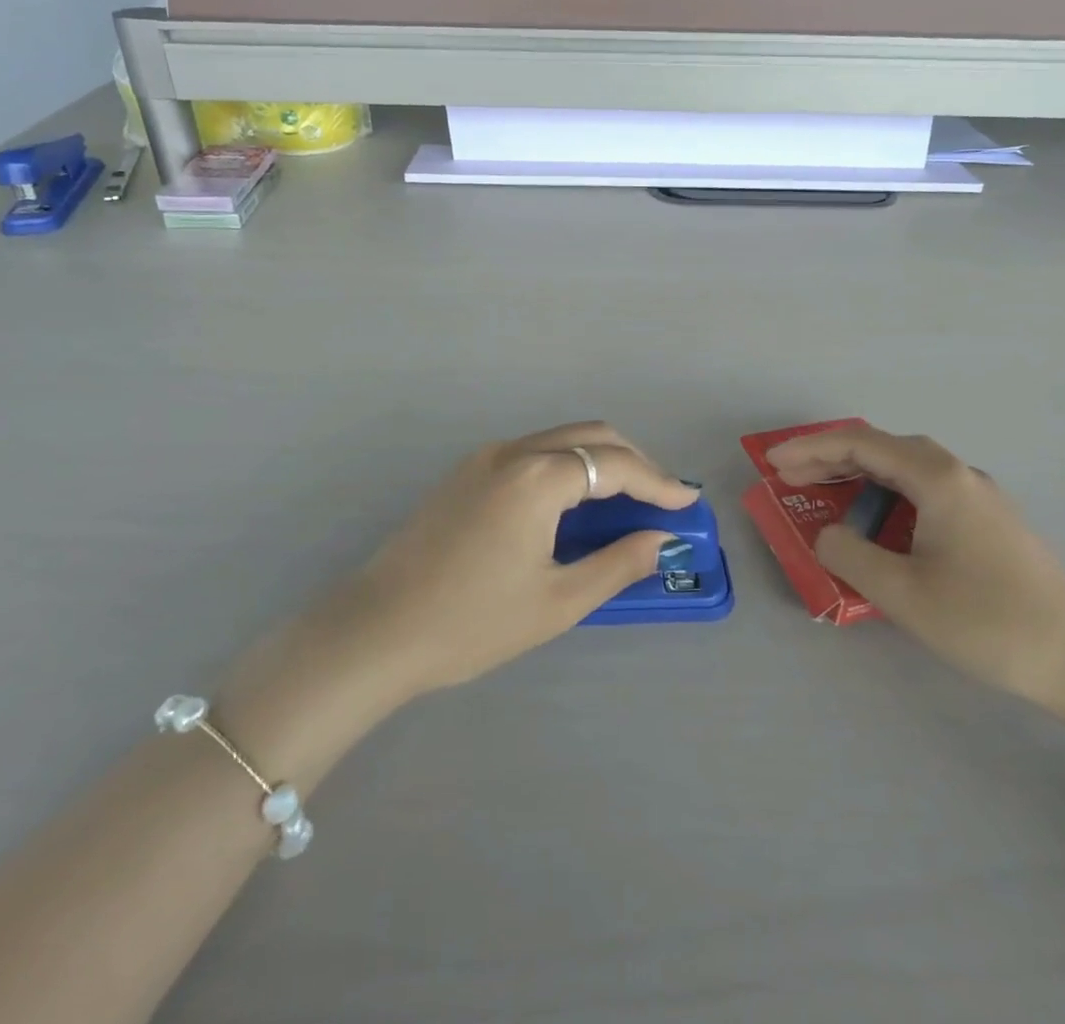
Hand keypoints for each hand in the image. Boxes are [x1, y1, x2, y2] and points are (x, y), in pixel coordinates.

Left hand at [343, 423, 698, 692]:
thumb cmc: (472, 622)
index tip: (687, 503)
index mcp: (537, 478)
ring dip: (598, 461)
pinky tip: (573, 506)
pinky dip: (565, 467)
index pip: (615, 465)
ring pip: (558, 439)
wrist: (377, 629)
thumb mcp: (557, 602)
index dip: (657, 483)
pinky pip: (531, 454)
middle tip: (659, 499)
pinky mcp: (466, 473)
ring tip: (624, 503)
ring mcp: (484, 458)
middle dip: (632, 461)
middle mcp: (512, 452)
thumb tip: (660, 540)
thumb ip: (616, 563)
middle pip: (589, 436)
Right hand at [766, 425, 1064, 712]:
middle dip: (829, 460)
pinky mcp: (991, 523)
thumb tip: (828, 533)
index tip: (773, 465)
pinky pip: (924, 493)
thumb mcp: (902, 593)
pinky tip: (879, 528)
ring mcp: (980, 497)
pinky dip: (886, 497)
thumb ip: (849, 554)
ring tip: (824, 500)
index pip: (859, 444)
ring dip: (858, 478)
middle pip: (882, 449)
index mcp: (937, 478)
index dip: (809, 449)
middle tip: (789, 481)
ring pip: (905, 470)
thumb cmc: (988, 622)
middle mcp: (959, 475)